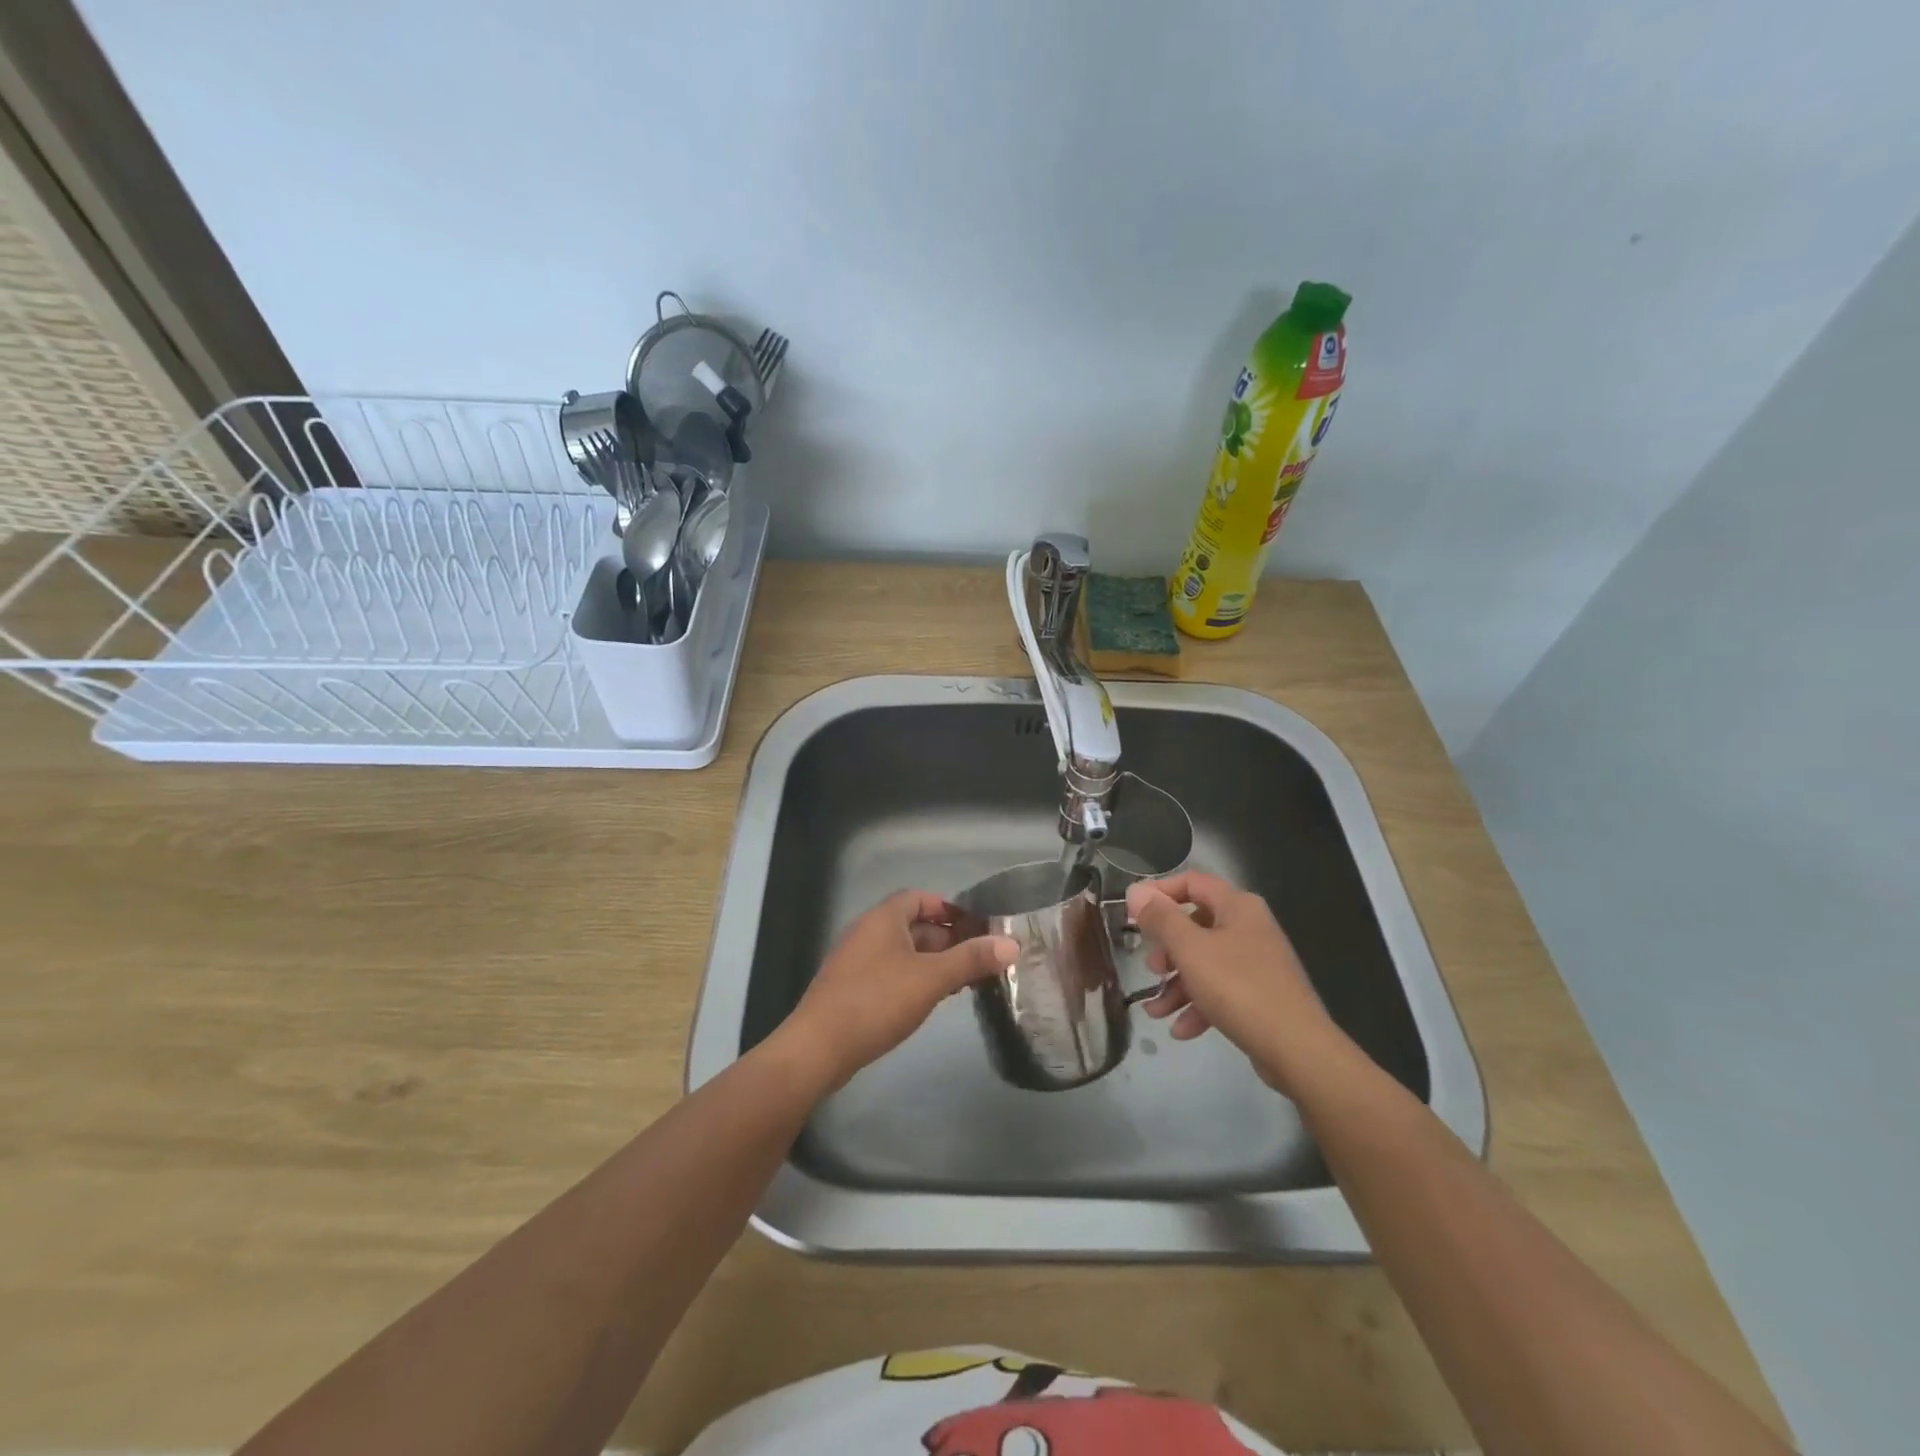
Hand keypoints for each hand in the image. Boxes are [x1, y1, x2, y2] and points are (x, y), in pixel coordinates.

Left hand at [776, 891, 1017, 1093]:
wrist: (818, 1048)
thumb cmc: (876, 1001)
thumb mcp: (931, 979)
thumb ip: (971, 960)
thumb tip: (1011, 944)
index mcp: (883, 918)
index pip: (919, 898)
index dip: (948, 908)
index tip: (976, 927)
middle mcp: (867, 932)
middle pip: (913, 925)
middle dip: (946, 939)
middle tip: (978, 959)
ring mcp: (856, 962)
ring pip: (903, 952)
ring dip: (932, 962)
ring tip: (962, 982)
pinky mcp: (851, 989)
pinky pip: (890, 973)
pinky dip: (913, 979)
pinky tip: (929, 1001)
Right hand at [1126, 871, 1344, 1095]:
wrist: (1297, 1049)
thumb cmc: (1238, 987)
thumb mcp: (1190, 949)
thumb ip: (1160, 918)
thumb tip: (1136, 890)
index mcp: (1237, 906)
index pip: (1192, 882)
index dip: (1159, 892)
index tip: (1132, 913)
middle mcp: (1249, 927)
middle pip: (1195, 925)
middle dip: (1167, 949)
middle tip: (1151, 968)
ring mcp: (1257, 963)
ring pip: (1205, 962)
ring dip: (1176, 985)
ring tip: (1155, 1011)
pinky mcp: (1260, 995)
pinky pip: (1221, 991)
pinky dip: (1198, 1006)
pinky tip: (1180, 1029)